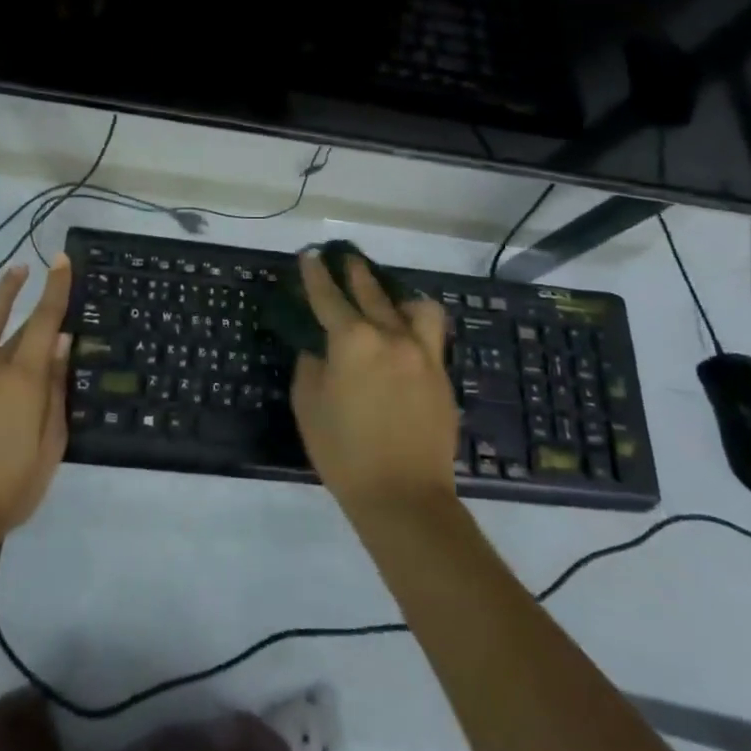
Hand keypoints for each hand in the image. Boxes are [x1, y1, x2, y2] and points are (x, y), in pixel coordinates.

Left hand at [0, 261, 73, 543]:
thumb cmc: (10, 489)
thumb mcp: (50, 446)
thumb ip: (56, 390)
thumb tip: (62, 342)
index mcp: (24, 381)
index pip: (45, 322)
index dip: (56, 289)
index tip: (62, 261)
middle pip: (17, 322)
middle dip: (31, 291)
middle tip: (43, 265)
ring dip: (0, 292)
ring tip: (14, 271)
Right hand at [289, 250, 457, 517]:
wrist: (404, 496)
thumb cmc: (343, 451)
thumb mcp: (308, 405)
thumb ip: (311, 366)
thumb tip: (319, 348)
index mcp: (352, 340)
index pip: (328, 297)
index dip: (315, 275)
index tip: (310, 255)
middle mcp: (390, 336)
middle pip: (371, 292)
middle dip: (355, 272)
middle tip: (345, 258)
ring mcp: (423, 354)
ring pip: (415, 307)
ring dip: (398, 296)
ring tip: (388, 300)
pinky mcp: (442, 376)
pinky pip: (430, 336)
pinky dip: (415, 327)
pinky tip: (405, 338)